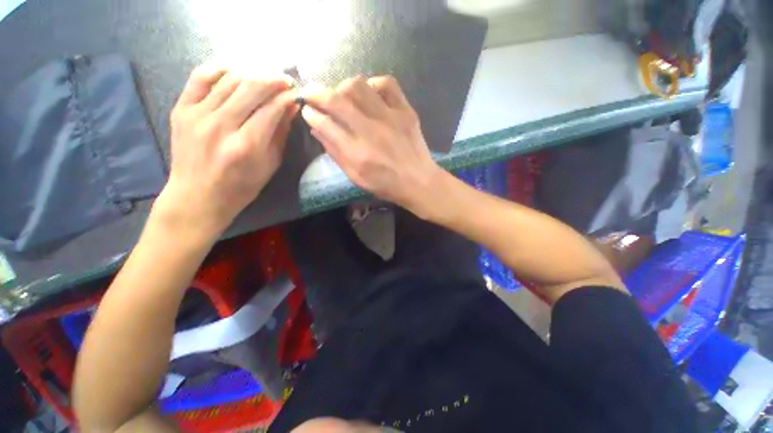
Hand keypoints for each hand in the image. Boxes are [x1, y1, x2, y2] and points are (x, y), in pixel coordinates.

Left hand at [156, 65, 298, 238]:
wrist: (197, 196)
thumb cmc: (241, 186)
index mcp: (247, 145)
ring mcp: (197, 115)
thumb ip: (280, 135)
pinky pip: (200, 78)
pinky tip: (233, 71)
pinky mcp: (181, 110)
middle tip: (284, 80)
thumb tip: (291, 109)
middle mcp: (221, 126)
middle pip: (251, 88)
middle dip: (273, 80)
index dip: (286, 98)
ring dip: (251, 74)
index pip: (272, 109)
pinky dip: (218, 69)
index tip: (295, 94)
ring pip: (229, 80)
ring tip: (263, 78)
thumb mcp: (270, 165)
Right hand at [301, 76, 441, 215]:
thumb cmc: (386, 184)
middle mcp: (371, 131)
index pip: (326, 124)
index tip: (307, 110)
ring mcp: (390, 118)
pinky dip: (372, 83)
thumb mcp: (356, 177)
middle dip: (317, 93)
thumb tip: (317, 129)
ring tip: (341, 95)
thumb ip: (336, 153)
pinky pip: (386, 83)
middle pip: (338, 100)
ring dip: (343, 87)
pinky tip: (369, 93)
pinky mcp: (406, 111)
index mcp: (357, 154)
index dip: (311, 114)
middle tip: (312, 93)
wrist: (418, 181)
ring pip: (359, 86)